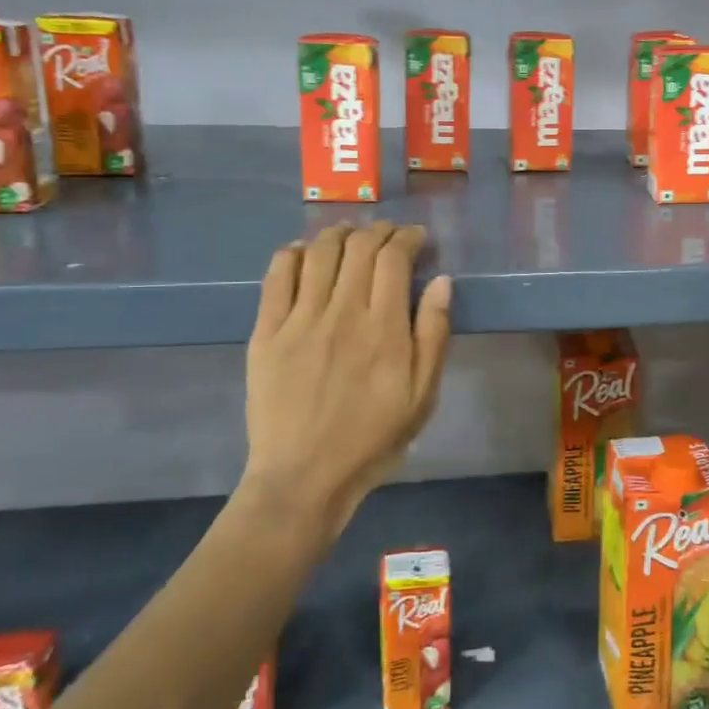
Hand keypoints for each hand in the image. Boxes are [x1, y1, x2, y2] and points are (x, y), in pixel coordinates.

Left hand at [242, 222, 452, 533]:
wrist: (303, 477)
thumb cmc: (372, 439)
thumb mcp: (422, 396)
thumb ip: (433, 335)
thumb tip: (441, 281)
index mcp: (384, 329)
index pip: (393, 258)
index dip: (407, 238)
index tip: (416, 238)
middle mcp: (342, 313)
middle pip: (358, 247)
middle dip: (378, 231)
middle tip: (388, 236)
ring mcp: (299, 320)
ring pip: (319, 252)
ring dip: (339, 233)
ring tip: (350, 235)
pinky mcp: (266, 332)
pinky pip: (277, 276)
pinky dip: (294, 254)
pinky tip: (305, 253)